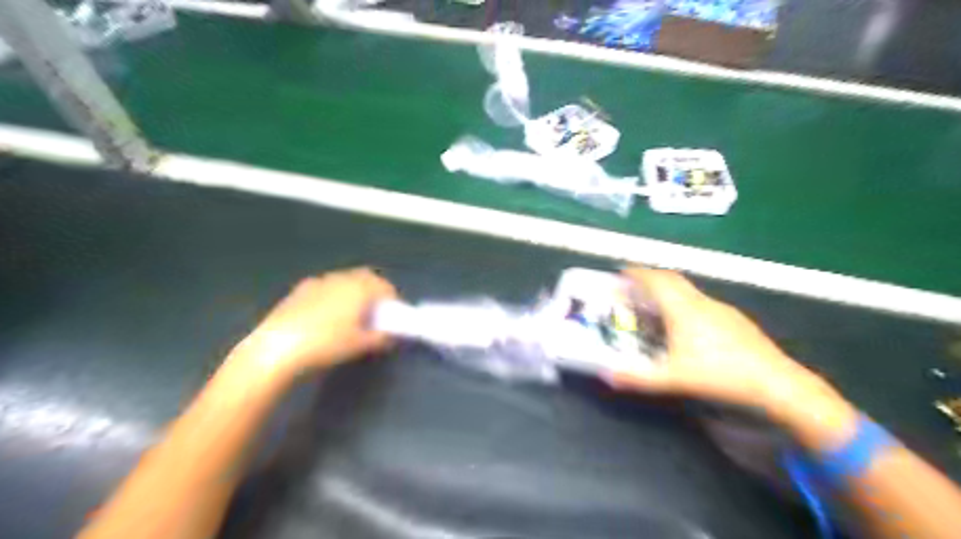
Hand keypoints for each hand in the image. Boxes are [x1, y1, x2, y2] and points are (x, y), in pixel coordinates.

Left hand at [239, 267, 399, 375]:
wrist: (277, 348)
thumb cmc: (327, 343)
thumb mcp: (360, 344)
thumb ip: (381, 338)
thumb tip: (391, 336)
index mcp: (360, 287)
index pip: (385, 287)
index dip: (392, 301)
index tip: (392, 318)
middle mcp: (341, 278)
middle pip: (365, 278)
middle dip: (373, 292)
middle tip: (373, 314)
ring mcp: (318, 282)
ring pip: (344, 282)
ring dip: (352, 293)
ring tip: (349, 316)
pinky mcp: (299, 290)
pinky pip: (325, 288)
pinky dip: (333, 297)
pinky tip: (325, 318)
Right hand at [616, 268, 841, 417]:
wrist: (775, 383)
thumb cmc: (719, 375)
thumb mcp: (674, 378)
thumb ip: (638, 378)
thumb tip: (607, 376)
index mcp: (683, 310)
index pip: (656, 281)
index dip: (638, 273)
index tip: (623, 271)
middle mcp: (701, 302)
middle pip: (673, 279)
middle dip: (651, 277)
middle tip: (635, 285)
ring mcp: (721, 309)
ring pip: (689, 290)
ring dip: (669, 290)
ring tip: (657, 306)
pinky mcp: (735, 319)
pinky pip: (702, 302)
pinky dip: (686, 303)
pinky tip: (688, 325)